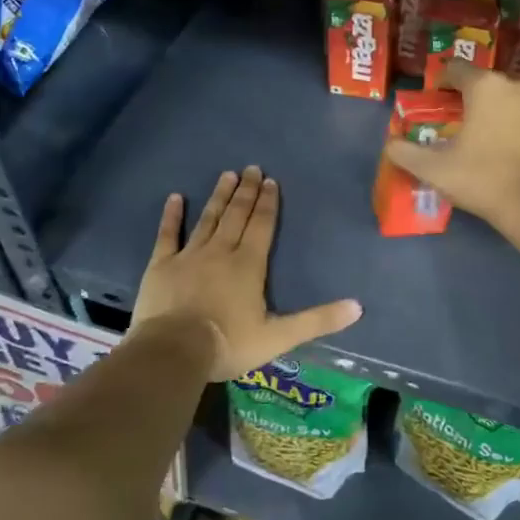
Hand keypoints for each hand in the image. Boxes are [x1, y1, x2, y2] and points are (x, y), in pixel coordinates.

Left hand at [133, 166, 361, 380]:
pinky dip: (171, 216)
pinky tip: (175, 198)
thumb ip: (317, 320)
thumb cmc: (229, 344)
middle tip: (252, 168)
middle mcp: (221, 251)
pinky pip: (168, 235)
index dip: (268, 203)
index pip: (262, 225)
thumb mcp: (279, 337)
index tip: (271, 181)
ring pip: (208, 219)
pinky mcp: (161, 266)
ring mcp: (189, 255)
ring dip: (219, 196)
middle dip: (246, 191)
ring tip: (227, 175)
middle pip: (236, 215)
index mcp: (249, 264)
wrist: (174, 351)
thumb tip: (358, 307)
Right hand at [384, 59, 519, 231]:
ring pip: (512, 99)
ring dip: (497, 112)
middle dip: (470, 99)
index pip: (456, 69)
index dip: (441, 83)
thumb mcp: (434, 169)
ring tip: (487, 138)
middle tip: (457, 125)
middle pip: (485, 84)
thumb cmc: (482, 179)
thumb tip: (390, 145)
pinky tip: (513, 151)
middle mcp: (518, 85)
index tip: (434, 103)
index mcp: (485, 87)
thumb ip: (405, 152)